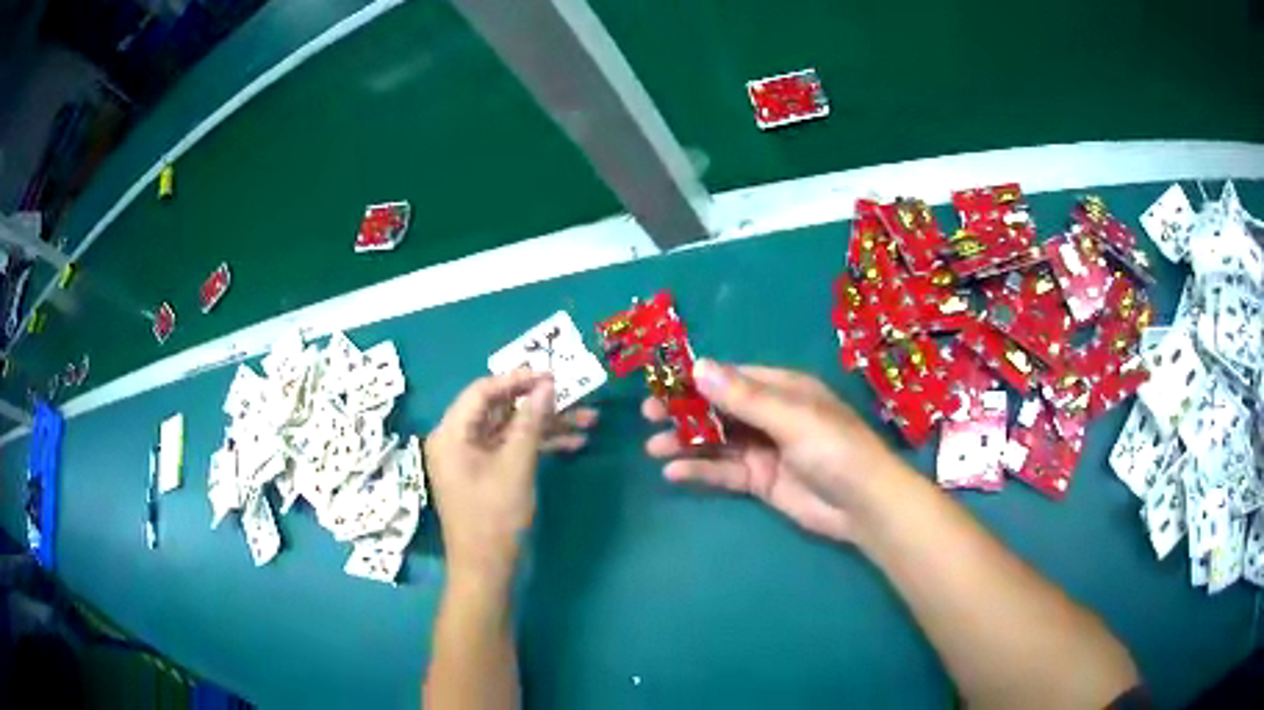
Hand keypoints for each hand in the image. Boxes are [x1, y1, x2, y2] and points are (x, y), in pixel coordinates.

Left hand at [427, 370, 597, 584]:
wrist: (486, 570)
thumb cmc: (495, 517)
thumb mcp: (516, 466)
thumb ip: (530, 422)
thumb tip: (546, 385)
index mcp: (451, 433)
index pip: (483, 391)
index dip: (518, 379)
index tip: (552, 375)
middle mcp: (457, 439)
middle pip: (500, 409)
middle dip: (540, 404)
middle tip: (575, 396)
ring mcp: (472, 457)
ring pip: (511, 429)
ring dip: (547, 426)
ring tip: (588, 422)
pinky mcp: (486, 472)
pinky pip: (512, 449)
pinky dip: (539, 445)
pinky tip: (574, 444)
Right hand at [644, 360, 906, 541]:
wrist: (863, 506)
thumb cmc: (835, 450)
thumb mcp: (792, 418)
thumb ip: (745, 397)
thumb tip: (699, 366)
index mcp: (782, 389)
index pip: (731, 377)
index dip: (696, 378)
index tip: (661, 382)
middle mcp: (770, 415)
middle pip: (719, 408)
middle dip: (685, 411)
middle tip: (649, 415)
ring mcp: (764, 449)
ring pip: (717, 440)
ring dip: (686, 442)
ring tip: (653, 447)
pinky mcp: (760, 480)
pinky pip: (725, 471)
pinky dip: (700, 470)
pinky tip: (675, 473)